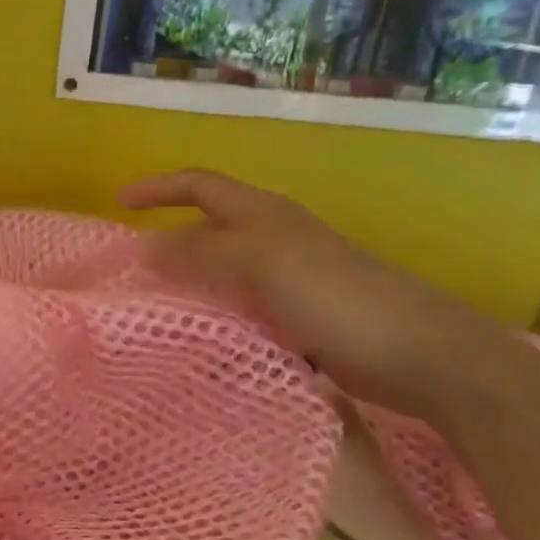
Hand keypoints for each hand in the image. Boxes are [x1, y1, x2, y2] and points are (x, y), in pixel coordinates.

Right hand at [120, 169, 525, 423]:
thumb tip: (144, 249)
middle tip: (128, 271)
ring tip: (152, 308)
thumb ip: (200, 252)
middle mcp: (272, 239)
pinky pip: (238, 308)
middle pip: (206, 228)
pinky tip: (198, 339)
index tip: (118, 206)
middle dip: (166, 240)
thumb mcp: (261, 262)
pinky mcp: (296, 318)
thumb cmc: (338, 296)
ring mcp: (285, 280)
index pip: (198, 185)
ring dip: (186, 283)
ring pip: (219, 272)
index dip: (157, 189)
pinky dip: (213, 316)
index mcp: (263, 214)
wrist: (422, 354)